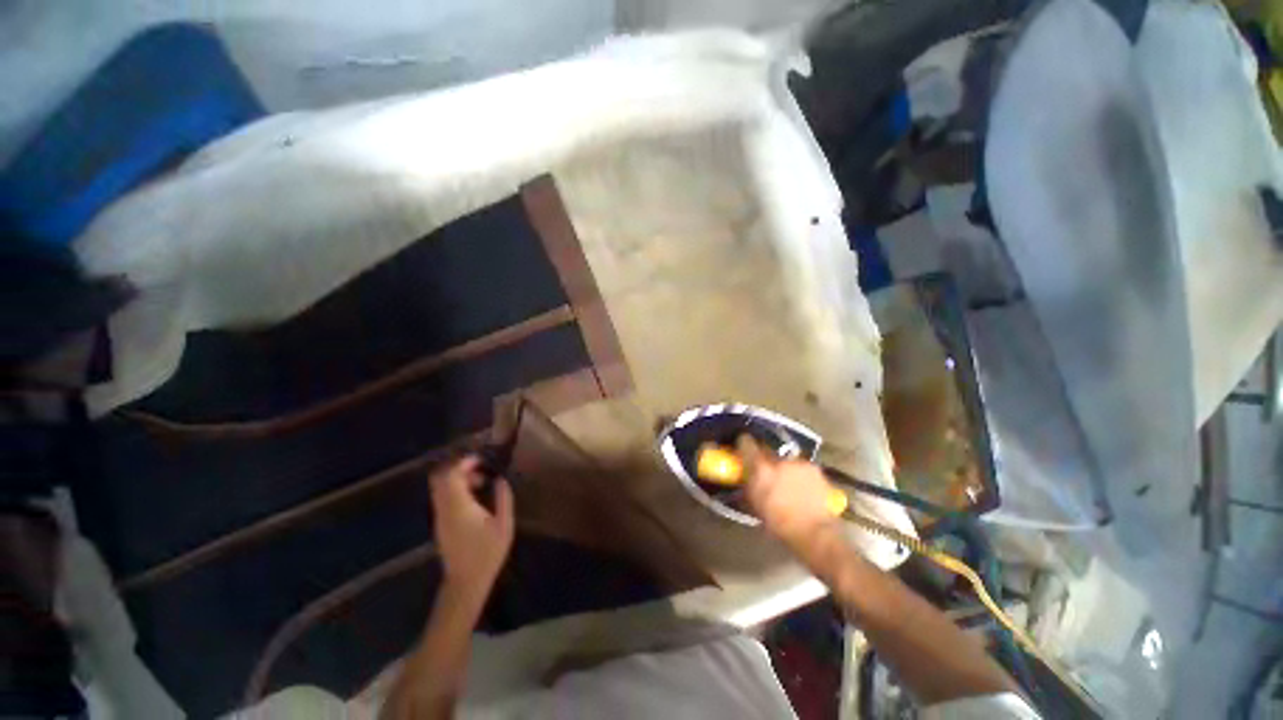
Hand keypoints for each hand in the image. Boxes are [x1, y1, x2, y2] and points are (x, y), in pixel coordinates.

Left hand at [429, 456, 514, 599]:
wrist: (465, 582)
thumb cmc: (487, 553)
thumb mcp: (504, 525)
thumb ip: (503, 499)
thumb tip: (500, 480)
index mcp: (459, 508)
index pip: (451, 476)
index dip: (463, 463)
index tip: (479, 460)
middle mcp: (444, 509)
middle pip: (439, 479)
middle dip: (457, 468)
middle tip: (478, 469)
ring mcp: (439, 517)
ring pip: (439, 488)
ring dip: (456, 479)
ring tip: (479, 483)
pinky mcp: (439, 524)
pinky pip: (441, 498)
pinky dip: (454, 490)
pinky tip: (472, 498)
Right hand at [739, 436, 843, 555]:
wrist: (814, 532)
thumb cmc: (779, 524)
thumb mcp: (755, 506)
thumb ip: (748, 485)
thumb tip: (745, 477)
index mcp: (760, 468)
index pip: (746, 442)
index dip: (743, 445)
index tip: (743, 449)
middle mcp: (778, 459)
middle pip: (767, 451)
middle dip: (765, 460)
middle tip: (767, 473)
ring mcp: (798, 462)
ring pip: (785, 460)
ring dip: (784, 468)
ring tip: (788, 484)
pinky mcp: (814, 468)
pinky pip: (802, 467)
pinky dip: (800, 474)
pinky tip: (804, 489)